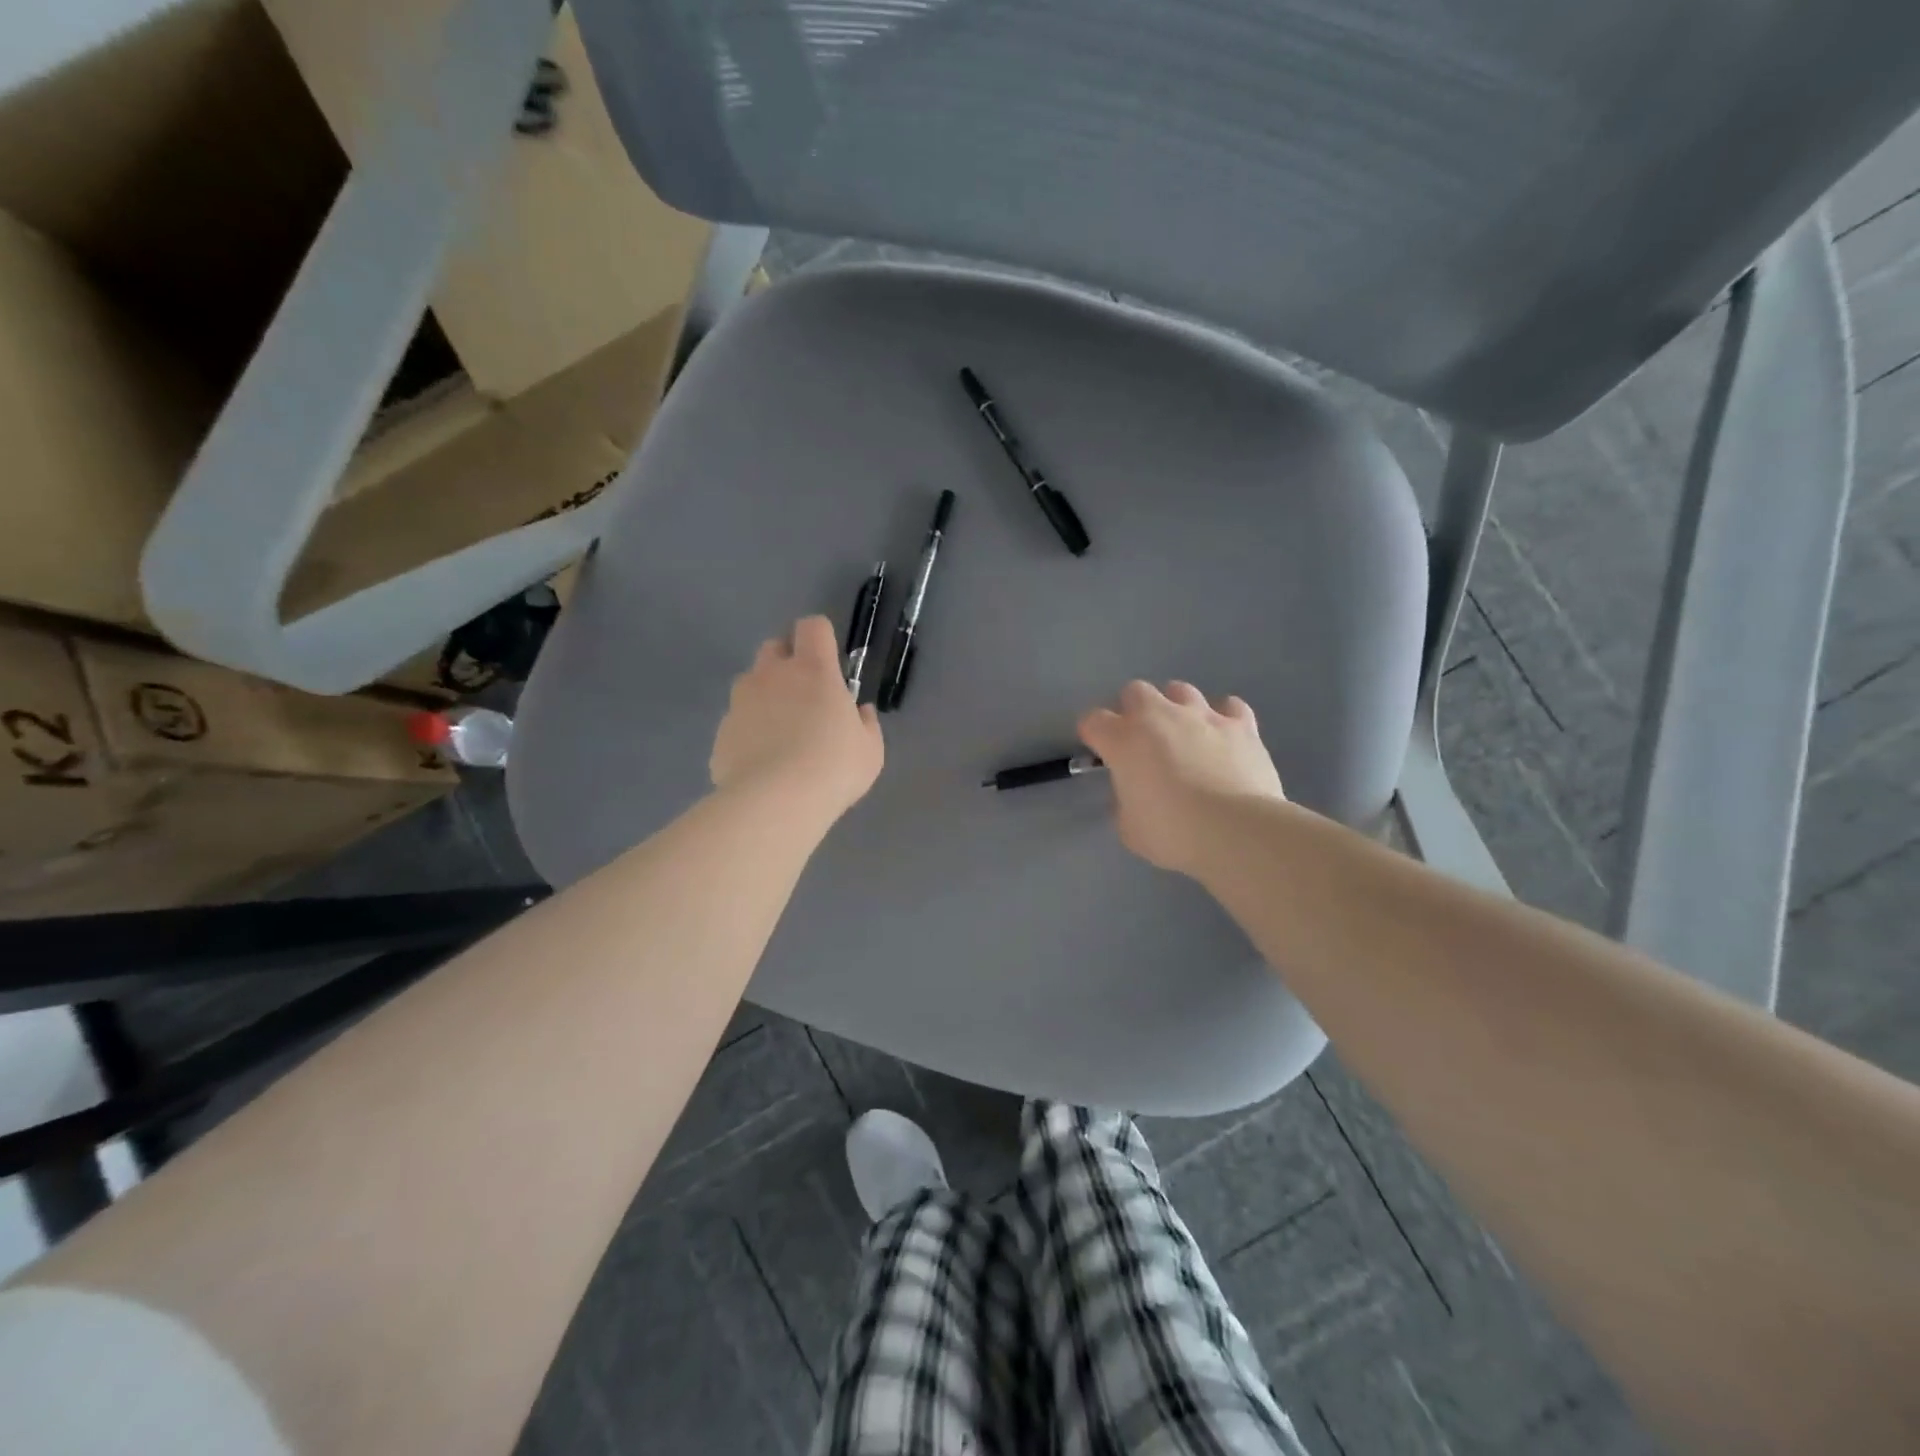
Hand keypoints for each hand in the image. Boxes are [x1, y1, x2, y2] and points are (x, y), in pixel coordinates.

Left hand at [711, 616, 882, 821]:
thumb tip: (859, 712)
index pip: (812, 627)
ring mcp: (741, 702)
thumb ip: (865, 723)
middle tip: (805, 696)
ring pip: (750, 684)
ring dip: (765, 697)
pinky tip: (762, 763)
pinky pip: (737, 722)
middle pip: (774, 647)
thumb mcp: (870, 749)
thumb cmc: (834, 768)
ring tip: (781, 734)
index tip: (829, 661)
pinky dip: (749, 732)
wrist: (775, 802)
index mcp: (814, 670)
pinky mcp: (721, 732)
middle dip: (787, 662)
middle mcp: (772, 675)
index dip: (820, 637)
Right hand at [1078, 680, 1285, 875]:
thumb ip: (1124, 803)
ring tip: (1184, 734)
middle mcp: (1159, 716)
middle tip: (1141, 740)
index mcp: (1123, 740)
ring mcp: (1202, 716)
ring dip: (1176, 707)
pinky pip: (1229, 707)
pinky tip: (1224, 737)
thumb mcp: (1129, 829)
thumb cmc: (1172, 833)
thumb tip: (1133, 793)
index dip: (1093, 734)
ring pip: (1180, 690)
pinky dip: (1223, 718)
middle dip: (1133, 710)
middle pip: (1135, 691)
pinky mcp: (1240, 725)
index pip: (1093, 721)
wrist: (1235, 830)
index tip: (1100, 752)